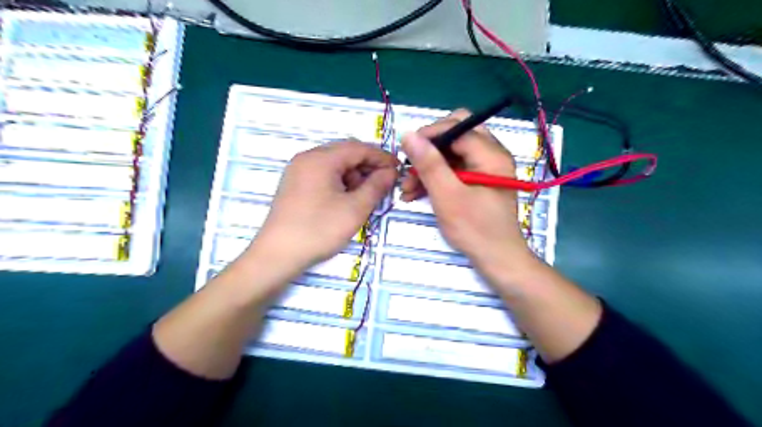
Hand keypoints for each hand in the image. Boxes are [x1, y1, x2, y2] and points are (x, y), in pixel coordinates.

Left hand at [254, 138, 398, 272]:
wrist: (278, 255)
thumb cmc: (319, 229)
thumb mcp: (355, 208)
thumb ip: (376, 186)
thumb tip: (390, 172)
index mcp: (321, 159)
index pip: (358, 148)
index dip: (381, 157)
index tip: (398, 170)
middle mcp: (307, 158)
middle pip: (345, 153)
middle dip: (367, 166)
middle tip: (384, 184)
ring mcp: (298, 171)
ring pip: (334, 164)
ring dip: (354, 175)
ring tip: (365, 195)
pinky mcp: (294, 184)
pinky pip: (323, 174)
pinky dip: (339, 182)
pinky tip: (346, 199)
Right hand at [401, 109, 530, 273]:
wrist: (498, 259)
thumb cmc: (475, 229)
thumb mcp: (447, 196)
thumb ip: (429, 164)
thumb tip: (408, 134)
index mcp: (491, 154)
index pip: (457, 126)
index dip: (429, 135)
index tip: (406, 152)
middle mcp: (491, 154)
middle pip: (455, 135)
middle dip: (429, 150)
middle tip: (411, 167)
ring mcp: (486, 168)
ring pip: (451, 153)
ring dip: (428, 167)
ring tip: (408, 189)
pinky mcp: (479, 181)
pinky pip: (454, 169)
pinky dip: (436, 178)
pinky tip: (417, 193)